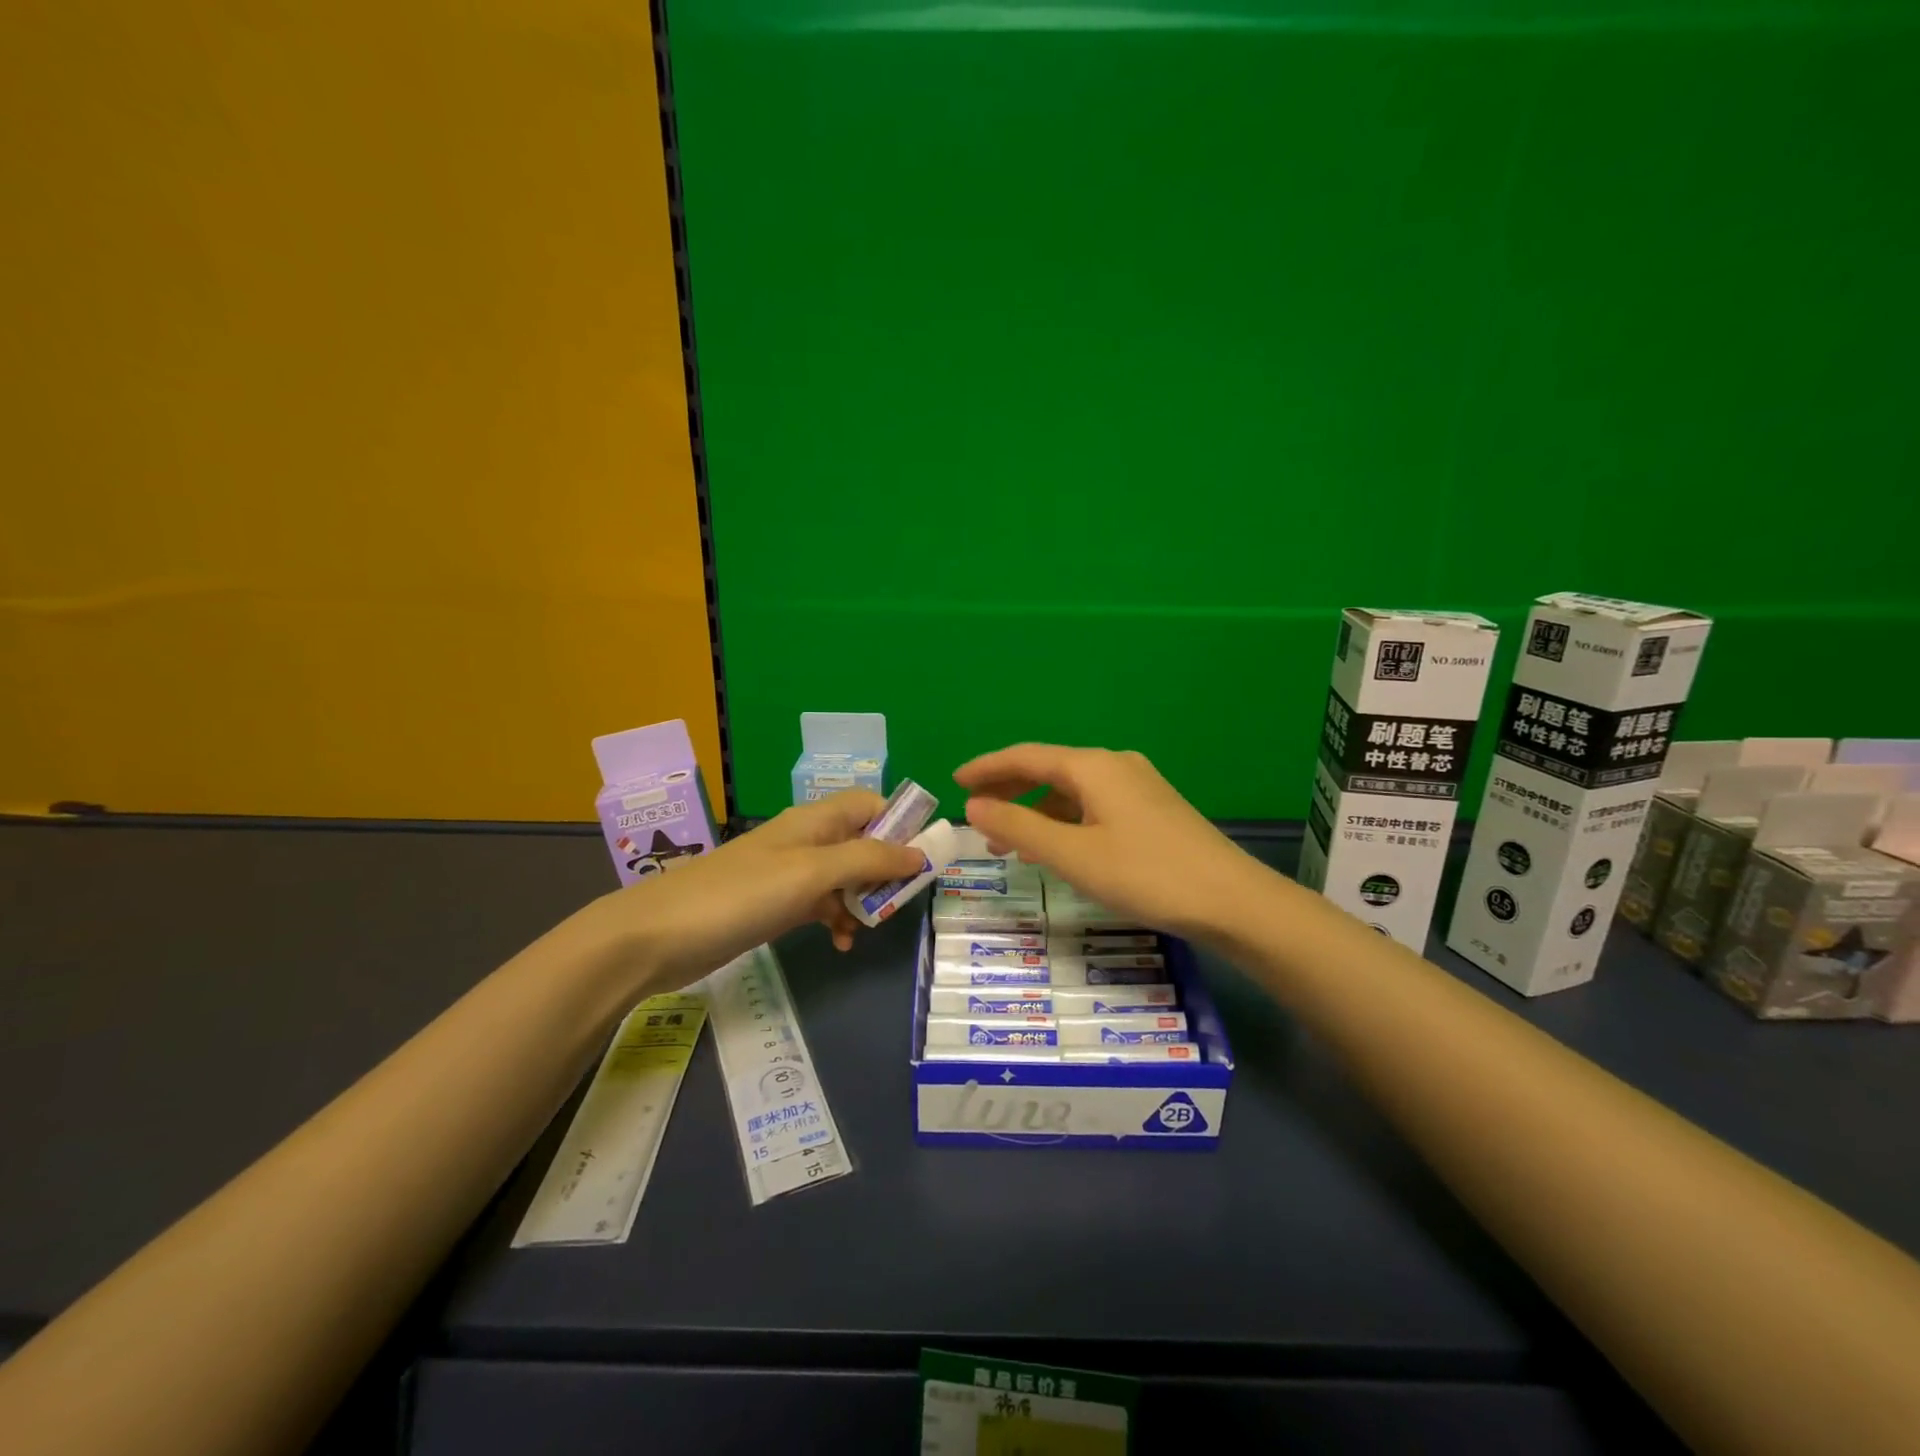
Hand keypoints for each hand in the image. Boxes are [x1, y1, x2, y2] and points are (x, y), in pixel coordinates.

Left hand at [588, 791, 926, 992]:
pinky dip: (835, 918)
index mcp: (816, 820)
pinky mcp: (773, 904)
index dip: (900, 826)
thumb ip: (869, 859)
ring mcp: (788, 872)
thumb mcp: (813, 872)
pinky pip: (820, 903)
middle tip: (896, 902)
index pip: (872, 805)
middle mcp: (806, 839)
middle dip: (885, 870)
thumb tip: (920, 854)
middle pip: (862, 841)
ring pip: (844, 876)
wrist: (659, 935)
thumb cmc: (742, 894)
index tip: (920, 861)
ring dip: (862, 899)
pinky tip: (838, 942)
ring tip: (867, 928)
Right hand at [955, 744, 1261, 940]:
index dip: (987, 767)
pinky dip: (1064, 821)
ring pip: (1071, 791)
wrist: (1231, 901)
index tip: (955, 781)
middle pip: (1049, 769)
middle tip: (975, 811)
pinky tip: (1055, 849)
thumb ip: (1019, 827)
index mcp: (1093, 766)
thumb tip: (975, 804)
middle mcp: (1115, 766)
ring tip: (1006, 839)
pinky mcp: (1152, 811)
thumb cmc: (1145, 874)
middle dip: (1009, 788)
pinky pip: (1092, 806)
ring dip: (1035, 810)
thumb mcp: (1073, 854)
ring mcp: (1138, 787)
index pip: (1026, 756)